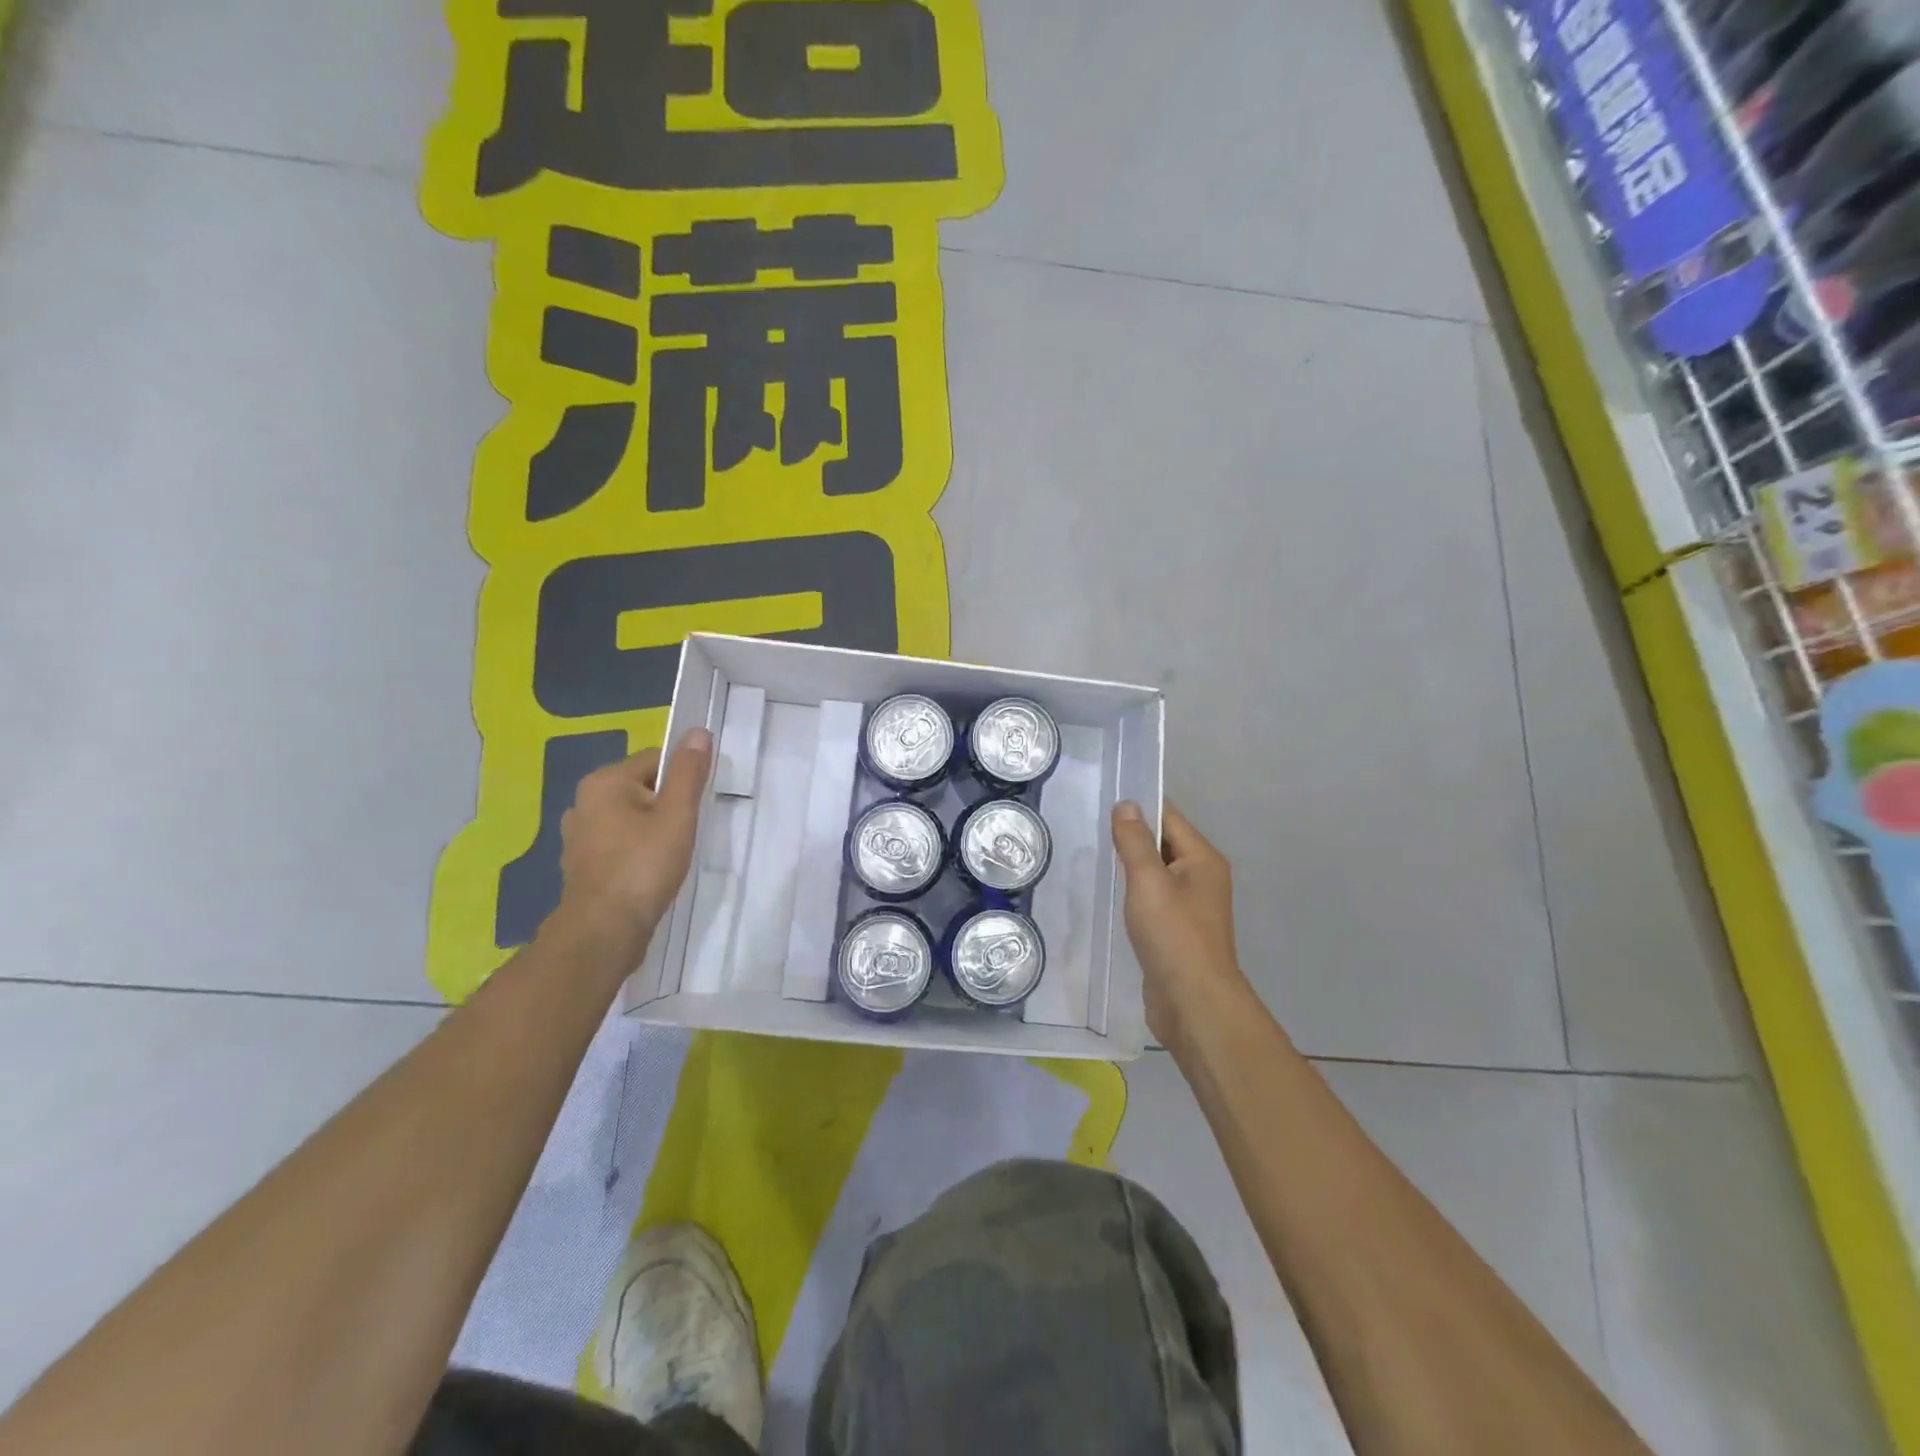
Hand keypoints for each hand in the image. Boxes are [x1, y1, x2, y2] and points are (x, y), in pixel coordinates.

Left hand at [549, 728, 713, 960]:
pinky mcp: (581, 864)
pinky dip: (635, 851)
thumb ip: (688, 772)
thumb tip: (697, 732)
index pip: (656, 760)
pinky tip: (649, 872)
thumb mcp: (677, 815)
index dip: (682, 781)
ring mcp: (578, 835)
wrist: (604, 930)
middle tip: (685, 833)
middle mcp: (583, 802)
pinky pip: (618, 843)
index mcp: (604, 782)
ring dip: (652, 830)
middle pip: (642, 788)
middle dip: (667, 807)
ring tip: (670, 855)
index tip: (695, 809)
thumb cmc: (643, 866)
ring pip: (630, 818)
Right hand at [1111, 800, 1250, 1045]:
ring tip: (1097, 859)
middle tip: (1092, 829)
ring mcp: (1192, 907)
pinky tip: (1113, 897)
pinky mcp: (1178, 931)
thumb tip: (1126, 804)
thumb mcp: (1148, 880)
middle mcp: (1202, 878)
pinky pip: (1155, 899)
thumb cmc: (1173, 934)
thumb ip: (1135, 841)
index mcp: (1203, 859)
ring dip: (1132, 867)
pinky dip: (1135, 893)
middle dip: (1133, 837)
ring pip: (1158, 873)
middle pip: (1165, 843)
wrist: (1193, 1002)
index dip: (1139, 808)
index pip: (1169, 817)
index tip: (1104, 802)